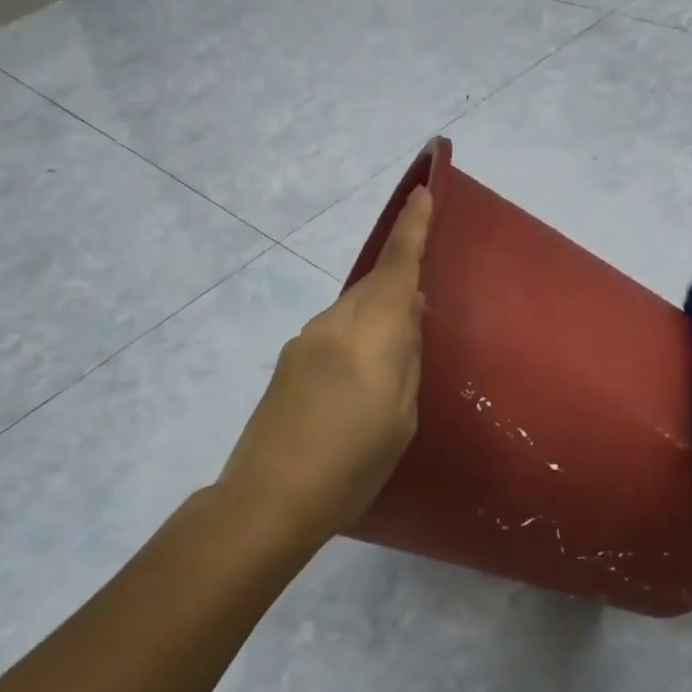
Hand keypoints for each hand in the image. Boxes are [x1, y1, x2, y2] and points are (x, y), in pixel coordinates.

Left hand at [217, 188, 432, 541]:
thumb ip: (406, 358)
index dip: (412, 229)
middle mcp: (334, 325)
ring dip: (376, 317)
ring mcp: (304, 341)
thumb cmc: (351, 464)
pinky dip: (355, 338)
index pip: (397, 268)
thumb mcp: (400, 417)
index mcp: (371, 335)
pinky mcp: (288, 362)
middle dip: (398, 281)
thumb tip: (409, 315)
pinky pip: (334, 332)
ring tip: (392, 360)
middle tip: (422, 309)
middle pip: (373, 286)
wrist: (268, 498)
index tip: (422, 192)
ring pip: (352, 310)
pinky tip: (358, 379)